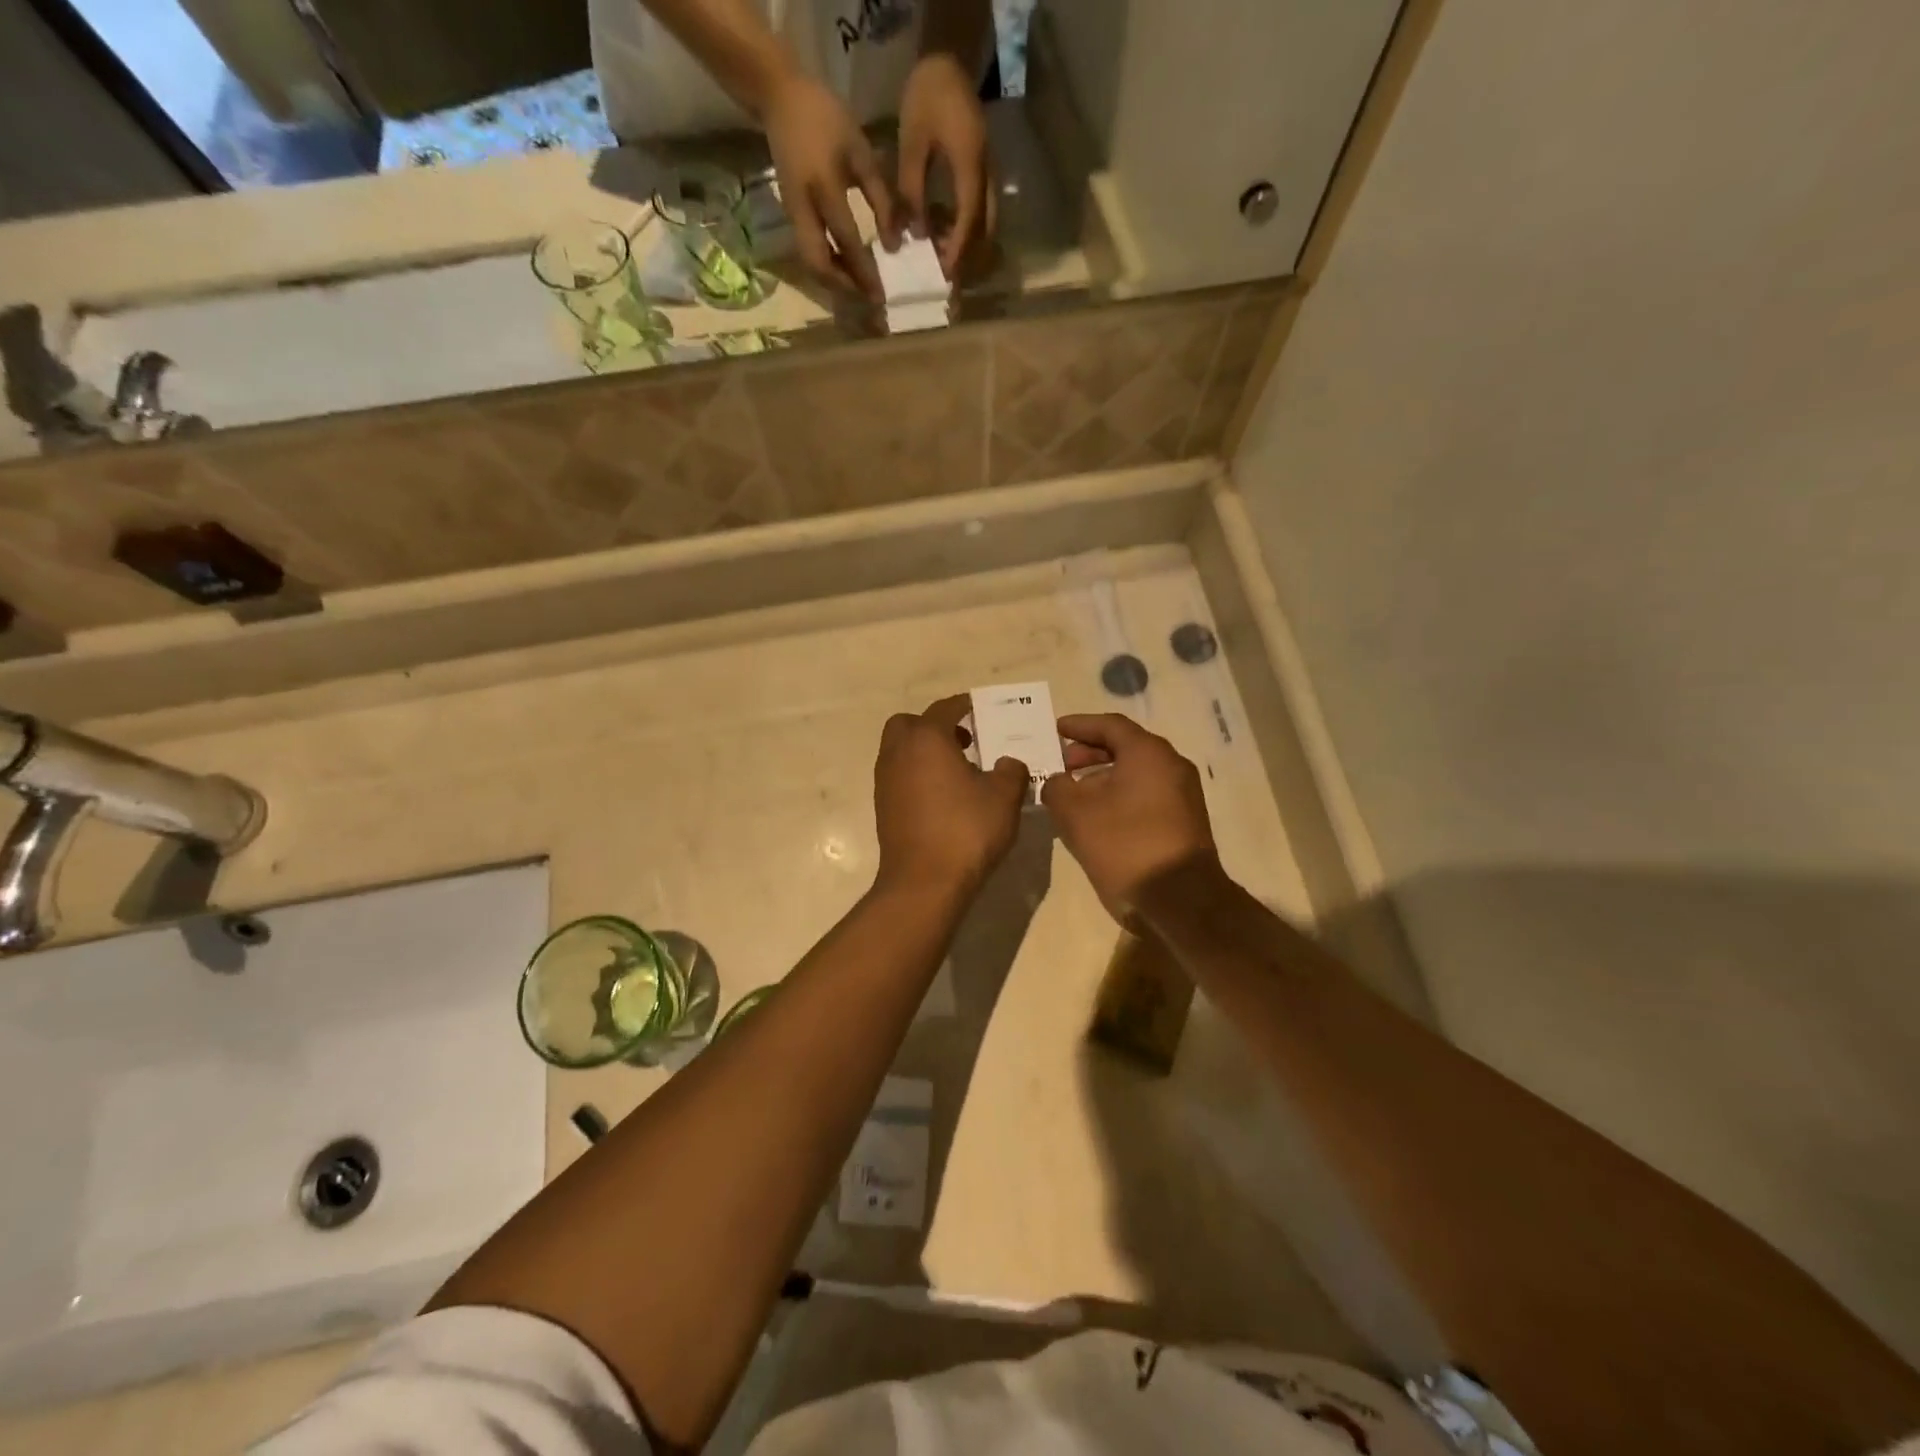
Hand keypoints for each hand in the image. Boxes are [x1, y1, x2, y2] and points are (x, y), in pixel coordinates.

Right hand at [763, 70, 897, 299]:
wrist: (780, 99)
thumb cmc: (828, 120)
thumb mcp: (861, 153)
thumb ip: (880, 199)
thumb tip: (894, 246)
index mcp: (824, 187)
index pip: (847, 241)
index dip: (865, 271)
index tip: (882, 294)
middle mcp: (804, 209)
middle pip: (819, 265)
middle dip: (844, 287)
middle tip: (869, 298)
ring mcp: (793, 215)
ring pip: (811, 263)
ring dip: (835, 282)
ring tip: (860, 289)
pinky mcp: (791, 217)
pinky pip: (808, 252)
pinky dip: (827, 268)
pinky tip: (846, 271)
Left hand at [873, 695, 1027, 896]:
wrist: (924, 882)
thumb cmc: (966, 830)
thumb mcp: (1004, 797)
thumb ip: (1011, 771)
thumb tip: (1008, 762)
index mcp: (927, 739)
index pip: (944, 709)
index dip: (964, 705)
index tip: (980, 708)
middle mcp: (898, 753)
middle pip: (909, 724)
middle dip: (934, 725)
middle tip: (964, 741)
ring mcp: (886, 781)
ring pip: (900, 751)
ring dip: (924, 752)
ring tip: (958, 771)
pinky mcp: (883, 807)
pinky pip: (899, 776)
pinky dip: (917, 775)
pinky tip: (943, 797)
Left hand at [897, 54, 995, 277]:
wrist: (948, 62)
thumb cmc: (927, 98)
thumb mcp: (911, 144)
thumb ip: (912, 191)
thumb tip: (915, 235)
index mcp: (970, 166)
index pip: (969, 219)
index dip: (958, 249)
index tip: (946, 273)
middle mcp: (987, 174)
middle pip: (986, 229)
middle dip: (969, 256)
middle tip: (947, 274)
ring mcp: (990, 173)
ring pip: (987, 223)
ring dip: (970, 245)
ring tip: (944, 256)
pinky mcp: (985, 172)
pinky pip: (983, 210)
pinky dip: (969, 229)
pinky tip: (946, 231)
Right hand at [1041, 714, 1218, 922]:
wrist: (1181, 899)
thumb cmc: (1125, 846)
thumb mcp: (1076, 815)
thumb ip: (1057, 788)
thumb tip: (1056, 782)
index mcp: (1148, 753)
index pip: (1109, 725)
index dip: (1079, 725)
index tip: (1054, 730)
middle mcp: (1171, 765)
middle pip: (1125, 747)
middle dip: (1089, 753)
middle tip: (1061, 765)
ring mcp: (1182, 793)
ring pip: (1136, 772)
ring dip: (1102, 777)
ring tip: (1073, 794)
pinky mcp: (1184, 819)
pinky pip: (1146, 793)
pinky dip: (1119, 794)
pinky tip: (1097, 816)